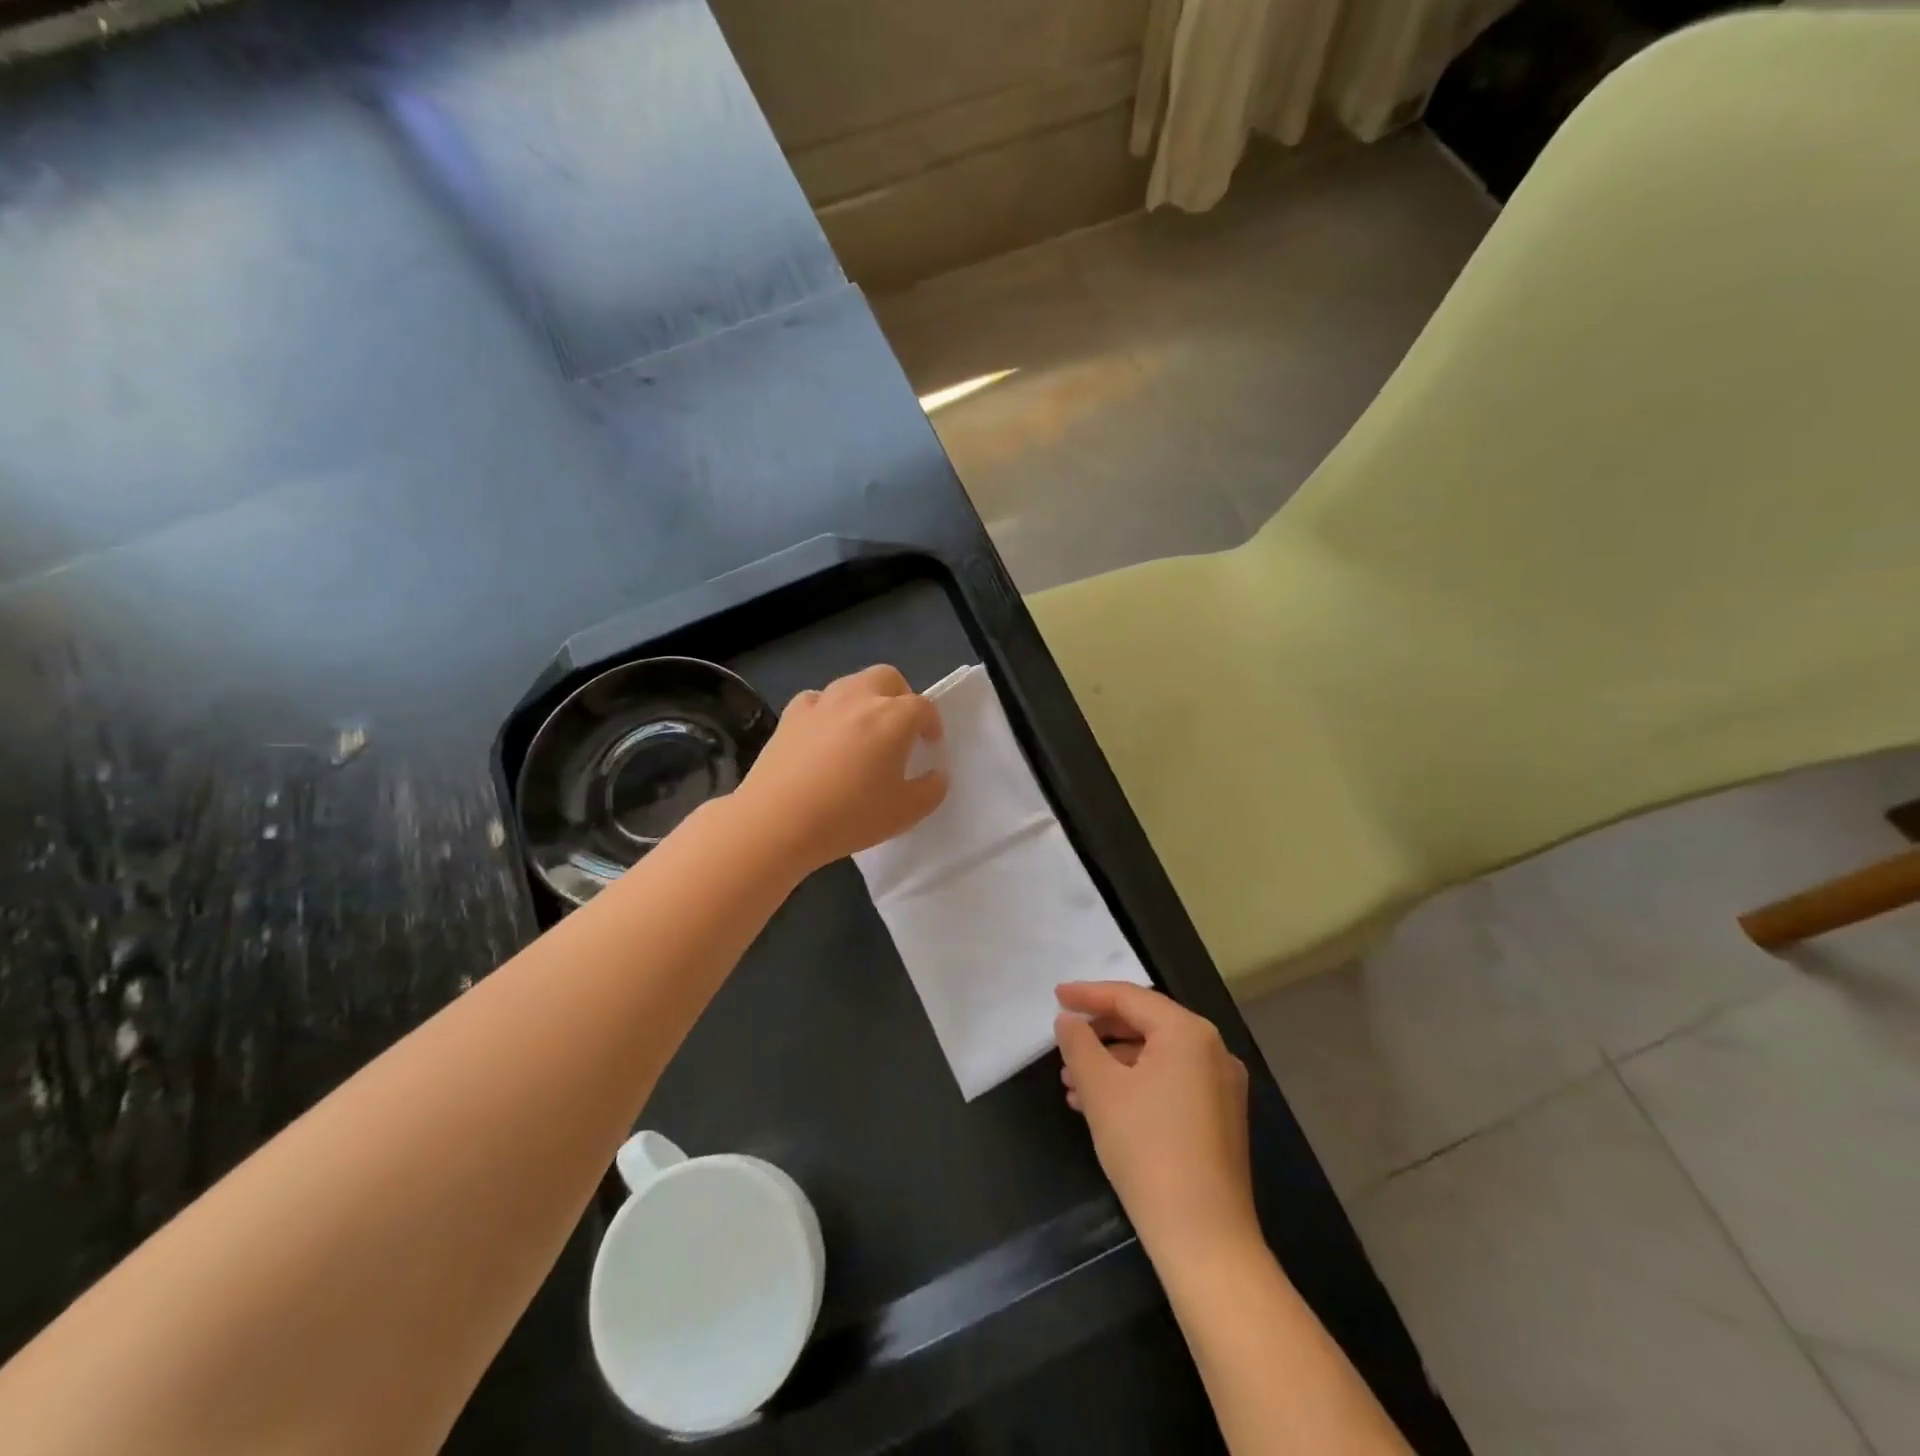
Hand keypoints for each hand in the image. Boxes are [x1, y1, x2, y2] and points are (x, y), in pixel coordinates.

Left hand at [736, 665, 946, 873]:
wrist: (778, 821)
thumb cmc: (850, 816)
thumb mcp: (905, 813)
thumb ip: (931, 791)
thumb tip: (936, 775)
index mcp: (893, 718)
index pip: (922, 707)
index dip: (931, 723)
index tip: (930, 744)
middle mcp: (859, 699)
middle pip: (887, 678)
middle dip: (900, 696)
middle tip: (900, 728)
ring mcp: (821, 703)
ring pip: (851, 683)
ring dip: (865, 699)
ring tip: (863, 731)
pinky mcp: (790, 715)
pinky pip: (817, 700)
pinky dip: (828, 711)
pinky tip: (825, 735)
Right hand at [1056, 982, 1259, 1261]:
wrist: (1204, 1239)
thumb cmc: (1147, 1149)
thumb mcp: (1101, 1089)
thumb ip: (1079, 1043)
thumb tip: (1068, 1020)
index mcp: (1188, 1032)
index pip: (1130, 997)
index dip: (1088, 995)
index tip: (1055, 996)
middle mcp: (1213, 1050)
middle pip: (1145, 1024)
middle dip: (1099, 1034)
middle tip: (1063, 1042)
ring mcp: (1221, 1086)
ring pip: (1155, 1057)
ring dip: (1112, 1064)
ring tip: (1071, 1084)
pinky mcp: (1220, 1119)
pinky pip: (1170, 1083)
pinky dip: (1134, 1085)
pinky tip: (1101, 1107)